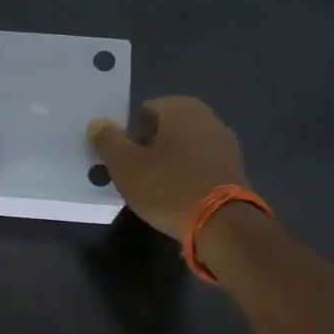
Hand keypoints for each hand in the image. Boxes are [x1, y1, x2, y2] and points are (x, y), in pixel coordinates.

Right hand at [87, 96, 251, 239]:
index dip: (130, 134)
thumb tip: (98, 123)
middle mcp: (208, 117)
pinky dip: (188, 175)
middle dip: (150, 148)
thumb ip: (107, 140)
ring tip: (157, 190)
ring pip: (185, 147)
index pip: (145, 110)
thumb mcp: (126, 165)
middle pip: (166, 128)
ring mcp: (225, 143)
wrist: (224, 225)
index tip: (125, 160)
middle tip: (137, 175)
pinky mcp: (236, 169)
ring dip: (170, 162)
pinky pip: (202, 165)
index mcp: (181, 108)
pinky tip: (180, 197)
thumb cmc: (169, 188)